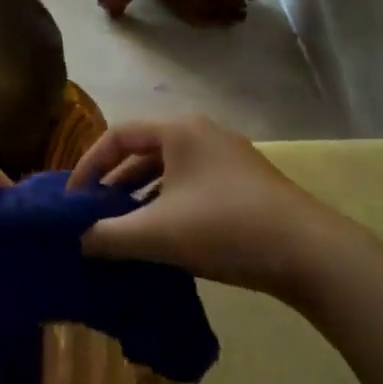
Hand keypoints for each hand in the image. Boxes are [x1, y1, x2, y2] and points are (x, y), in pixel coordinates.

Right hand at [69, 116, 326, 296]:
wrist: (308, 252)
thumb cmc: (223, 228)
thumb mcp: (156, 234)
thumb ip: (109, 235)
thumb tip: (79, 240)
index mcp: (178, 131)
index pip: (118, 136)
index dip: (89, 166)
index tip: (73, 200)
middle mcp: (202, 133)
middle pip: (144, 151)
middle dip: (114, 183)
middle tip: (94, 215)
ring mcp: (228, 156)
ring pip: (170, 170)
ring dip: (142, 196)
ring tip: (124, 228)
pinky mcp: (246, 182)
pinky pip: (193, 184)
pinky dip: (170, 204)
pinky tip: (166, 236)